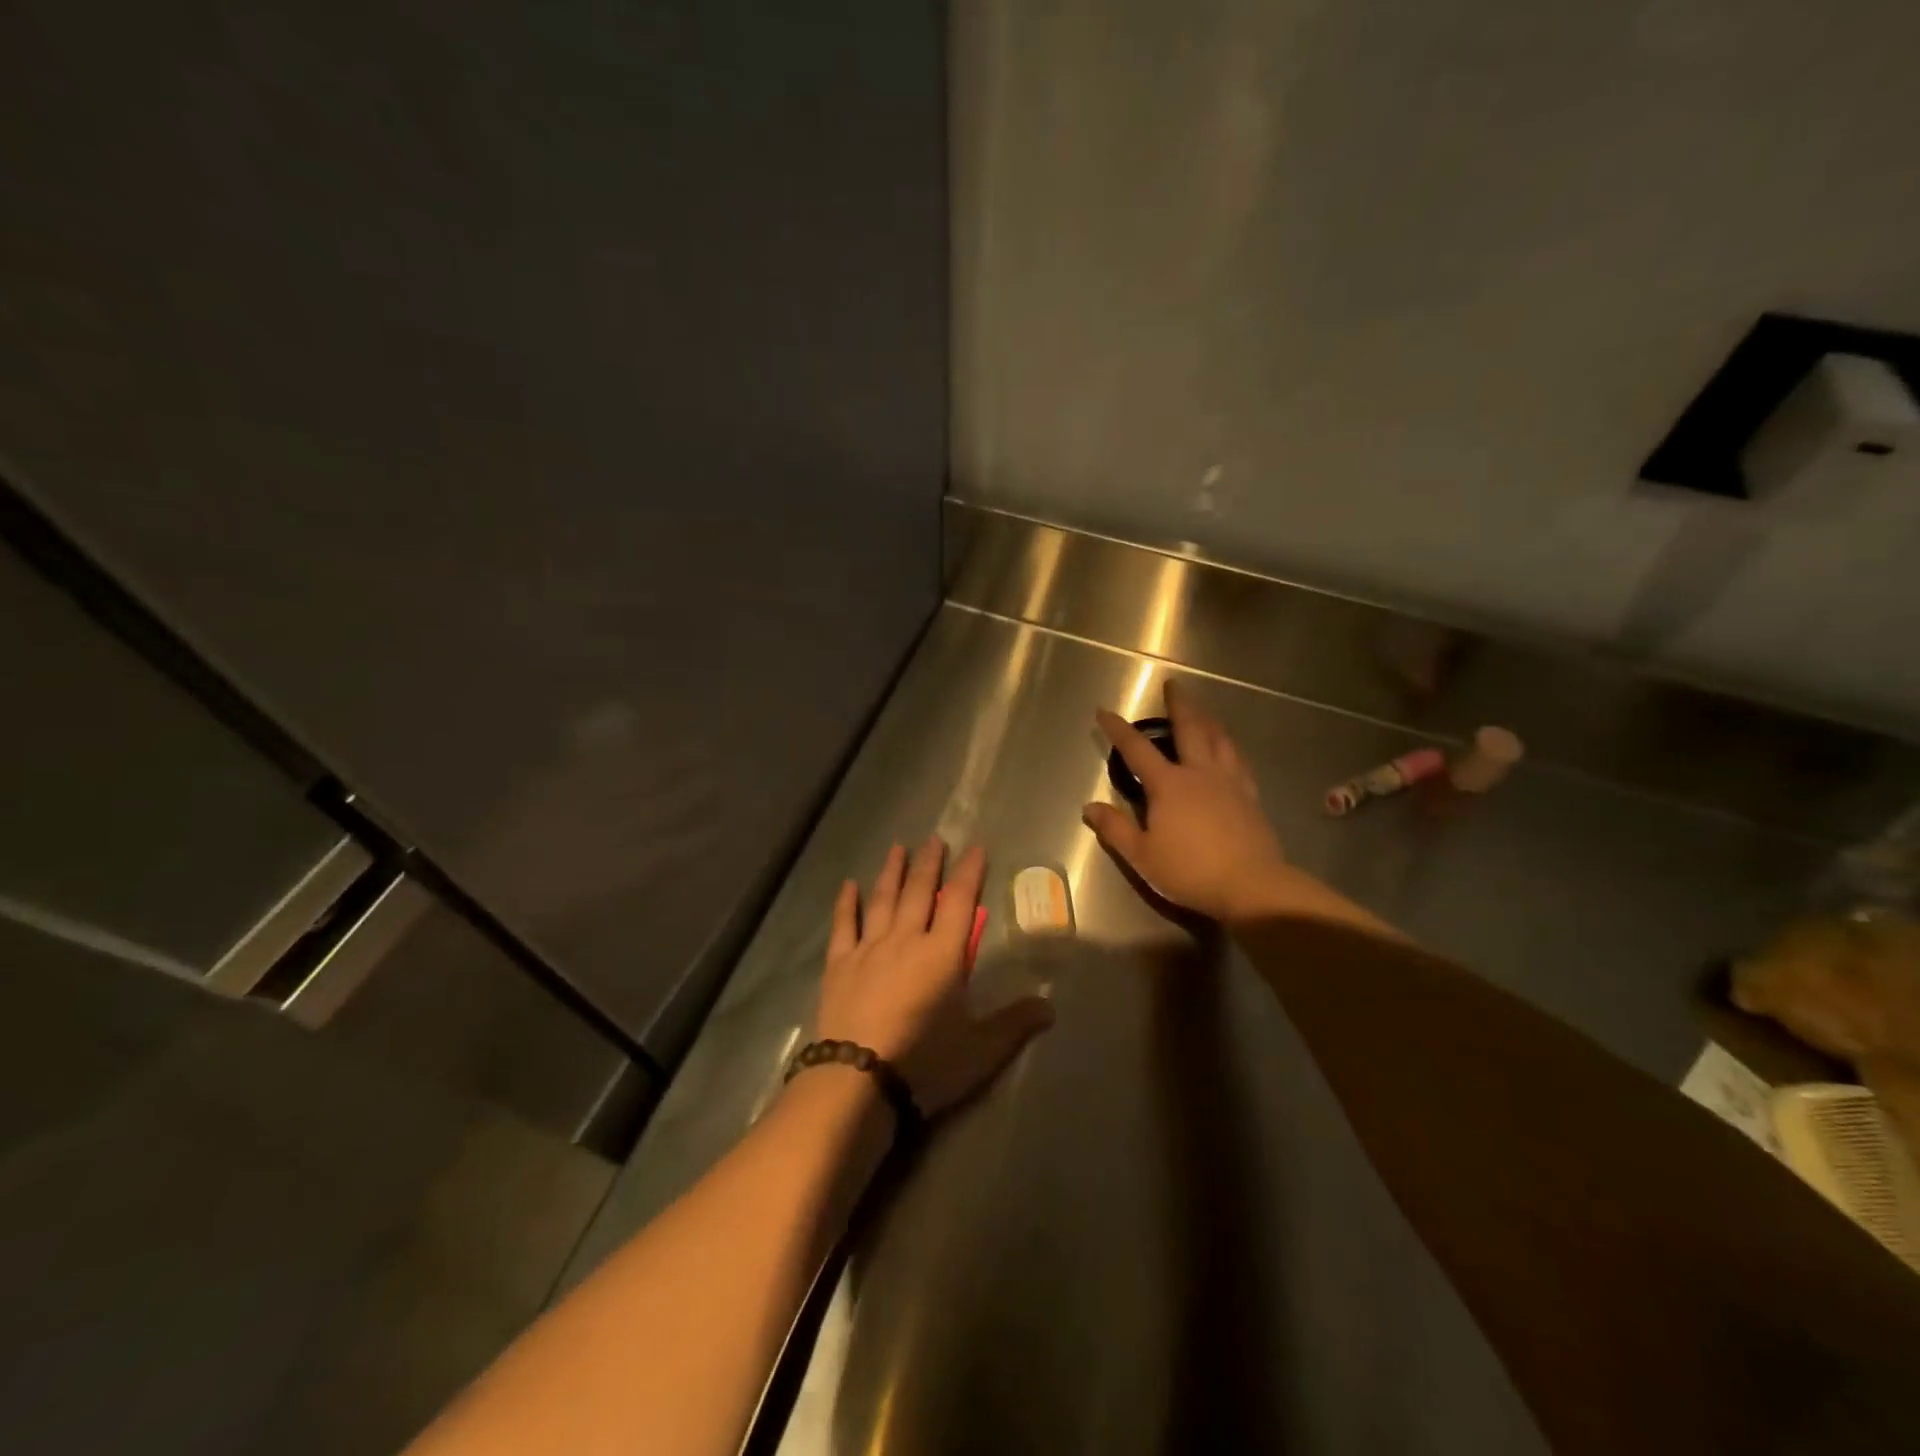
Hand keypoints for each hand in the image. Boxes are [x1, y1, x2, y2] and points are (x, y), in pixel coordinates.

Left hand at [813, 835, 1054, 1117]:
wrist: (857, 1081)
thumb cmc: (924, 1062)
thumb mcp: (980, 1050)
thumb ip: (1014, 1023)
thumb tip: (1051, 1007)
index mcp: (942, 954)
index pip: (959, 902)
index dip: (969, 873)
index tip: (975, 848)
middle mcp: (906, 940)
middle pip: (919, 892)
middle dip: (930, 863)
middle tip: (934, 838)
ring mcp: (868, 949)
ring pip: (883, 900)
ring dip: (892, 872)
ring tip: (898, 848)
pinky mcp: (839, 966)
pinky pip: (844, 925)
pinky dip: (847, 904)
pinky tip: (848, 885)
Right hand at [1080, 680, 1290, 921]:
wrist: (1251, 885)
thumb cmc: (1190, 870)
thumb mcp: (1142, 855)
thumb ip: (1115, 829)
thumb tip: (1089, 807)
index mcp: (1169, 785)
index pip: (1137, 749)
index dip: (1119, 729)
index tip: (1104, 712)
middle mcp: (1199, 773)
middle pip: (1189, 729)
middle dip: (1178, 705)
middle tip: (1174, 685)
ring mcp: (1229, 782)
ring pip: (1219, 739)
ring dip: (1208, 718)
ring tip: (1202, 709)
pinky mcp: (1249, 795)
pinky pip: (1238, 759)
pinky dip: (1229, 745)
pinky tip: (1229, 748)